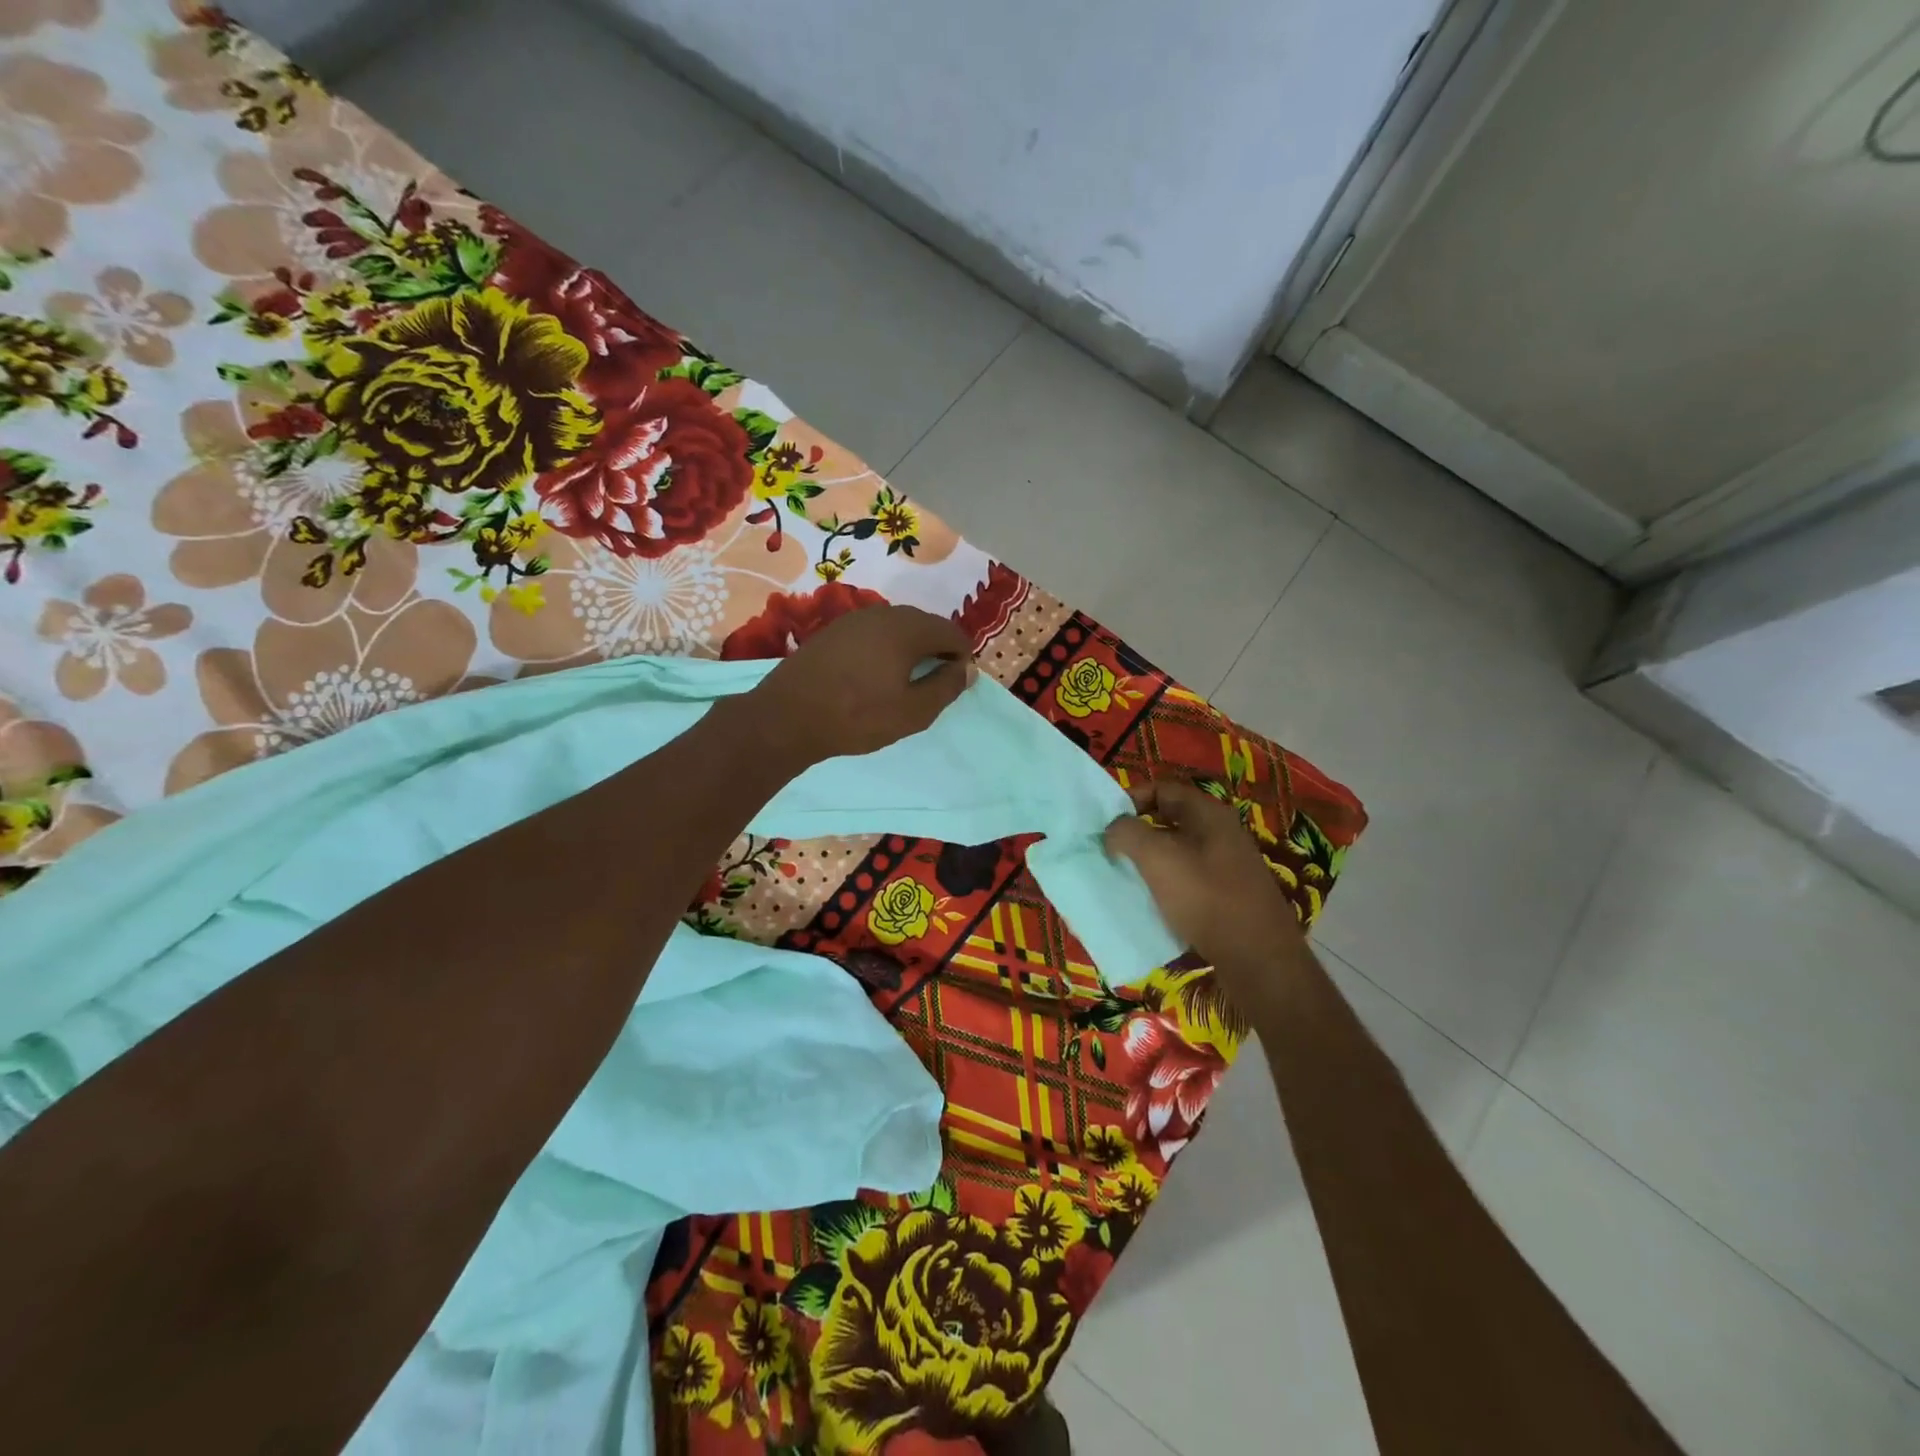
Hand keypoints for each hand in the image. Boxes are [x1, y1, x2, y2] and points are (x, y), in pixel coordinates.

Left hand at [744, 605, 973, 766]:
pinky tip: (875, 675)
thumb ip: (946, 687)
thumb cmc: (857, 717)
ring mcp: (854, 619)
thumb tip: (966, 669)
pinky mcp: (833, 631)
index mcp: (907, 628)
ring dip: (910, 648)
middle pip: (925, 624)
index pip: (951, 631)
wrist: (787, 717)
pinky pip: (873, 633)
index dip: (962, 656)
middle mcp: (883, 614)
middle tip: (935, 683)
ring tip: (907, 681)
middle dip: (937, 649)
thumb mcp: (913, 712)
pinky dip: (885, 649)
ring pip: (897, 627)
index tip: (957, 682)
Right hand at [1105, 779, 1306, 975]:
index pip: (1162, 789)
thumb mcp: (1157, 858)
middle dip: (1137, 832)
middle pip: (1170, 819)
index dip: (1131, 798)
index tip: (1106, 822)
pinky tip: (1153, 903)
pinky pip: (1190, 879)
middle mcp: (1222, 833)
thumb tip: (1114, 829)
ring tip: (1126, 877)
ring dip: (1150, 860)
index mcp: (1209, 814)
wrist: (1259, 959)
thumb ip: (1127, 833)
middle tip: (1111, 850)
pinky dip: (1167, 885)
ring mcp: (1229, 865)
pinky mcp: (1230, 895)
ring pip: (1179, 852)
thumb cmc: (1206, 898)